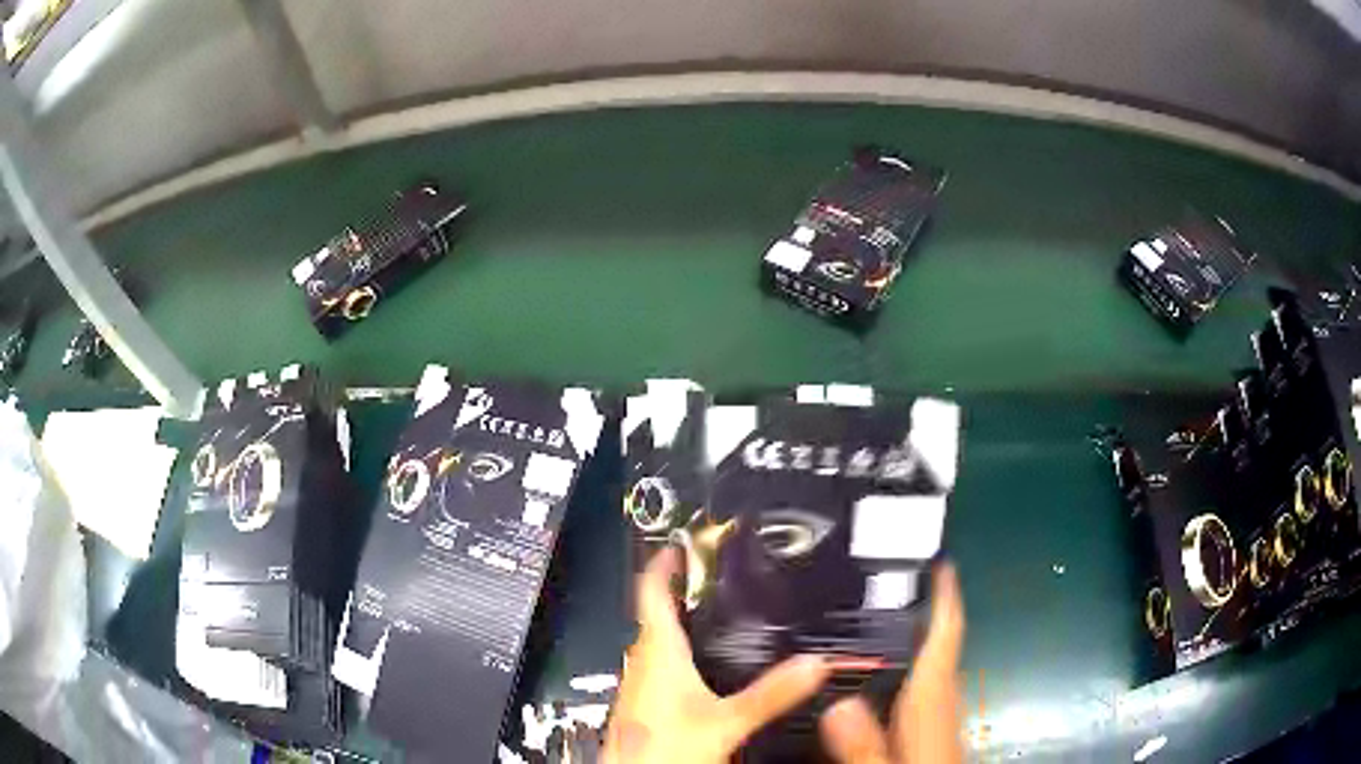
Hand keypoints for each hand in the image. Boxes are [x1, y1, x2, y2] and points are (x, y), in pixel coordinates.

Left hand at [602, 547, 831, 763]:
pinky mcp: (643, 703)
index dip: (665, 560)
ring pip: (658, 640)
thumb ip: (771, 693)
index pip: (652, 590)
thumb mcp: (727, 721)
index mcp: (657, 652)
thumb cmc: (664, 749)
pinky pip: (660, 665)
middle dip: (685, 591)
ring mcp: (639, 683)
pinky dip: (681, 653)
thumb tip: (812, 665)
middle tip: (716, 576)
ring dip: (682, 622)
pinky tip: (705, 668)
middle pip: (658, 612)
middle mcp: (641, 661)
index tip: (682, 540)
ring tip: (717, 613)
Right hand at [820, 564, 965, 763]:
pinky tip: (883, 686)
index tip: (942, 563)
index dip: (945, 598)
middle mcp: (942, 704)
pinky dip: (909, 675)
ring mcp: (941, 719)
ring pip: (933, 670)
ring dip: (915, 644)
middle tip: (889, 589)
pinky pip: (923, 692)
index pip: (945, 640)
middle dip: (922, 617)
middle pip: (939, 648)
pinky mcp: (933, 734)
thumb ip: (862, 743)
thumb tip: (838, 704)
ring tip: (881, 627)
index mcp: (932, 704)